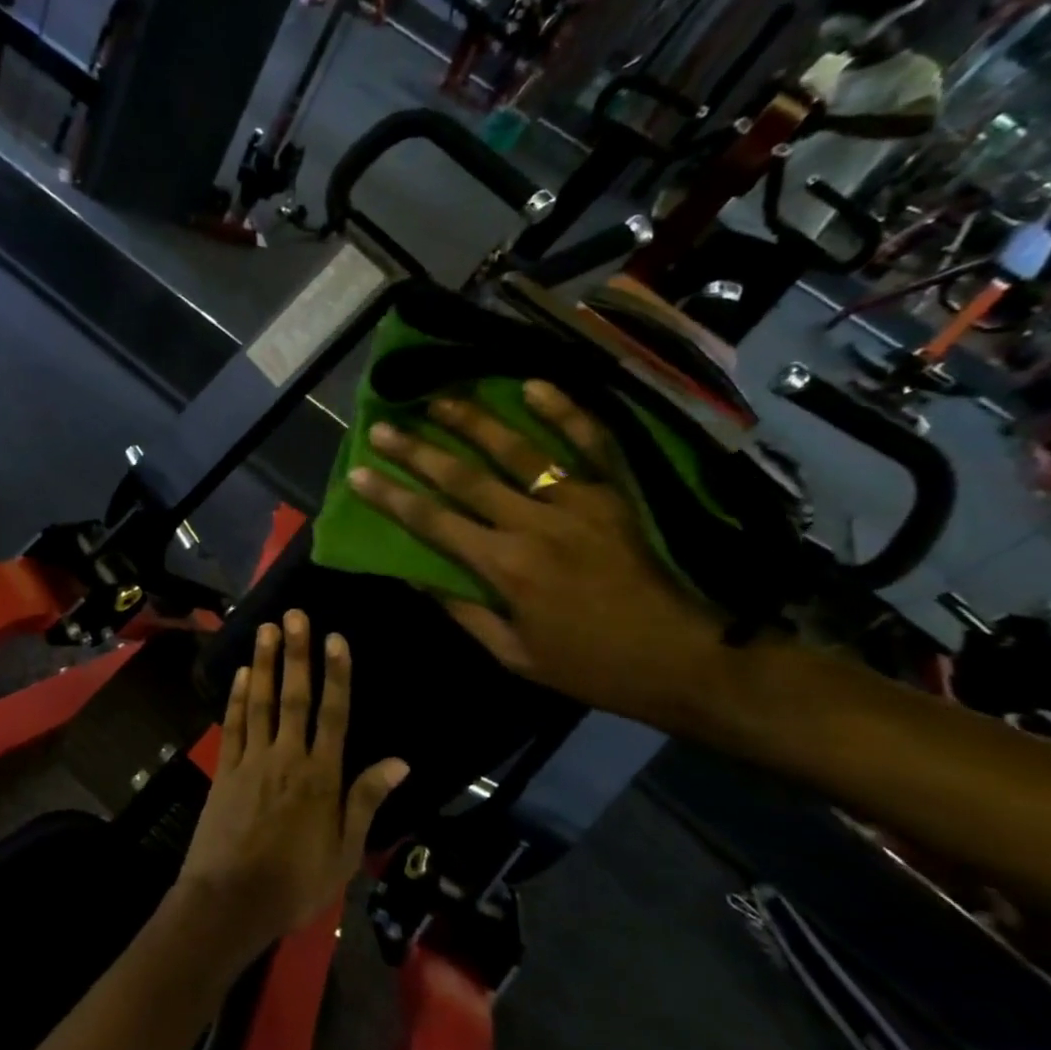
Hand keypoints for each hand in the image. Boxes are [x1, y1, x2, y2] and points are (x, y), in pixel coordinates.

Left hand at [175, 611, 407, 959]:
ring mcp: (252, 761)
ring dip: (265, 664)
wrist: (231, 901)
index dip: (336, 675)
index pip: (333, 715)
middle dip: (297, 654)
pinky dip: (238, 697)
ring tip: (266, 628)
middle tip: (295, 615)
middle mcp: (287, 758)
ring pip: (261, 702)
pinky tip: (242, 673)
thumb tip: (400, 761)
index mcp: (321, 778)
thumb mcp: (345, 851)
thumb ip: (366, 801)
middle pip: (294, 698)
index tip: (336, 639)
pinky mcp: (225, 769)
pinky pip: (234, 725)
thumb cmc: (295, 882)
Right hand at [347, 382, 729, 730]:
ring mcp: (580, 501)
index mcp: (504, 567)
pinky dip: (562, 411)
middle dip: (416, 451)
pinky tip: (532, 384)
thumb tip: (415, 576)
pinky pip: (590, 442)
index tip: (358, 474)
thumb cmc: (595, 665)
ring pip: (517, 451)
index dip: (391, 497)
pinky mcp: (619, 492)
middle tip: (383, 427)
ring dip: (473, 423)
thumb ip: (464, 612)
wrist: (692, 659)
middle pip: (463, 479)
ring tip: (438, 400)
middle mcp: (533, 524)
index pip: (433, 523)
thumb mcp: (515, 656)